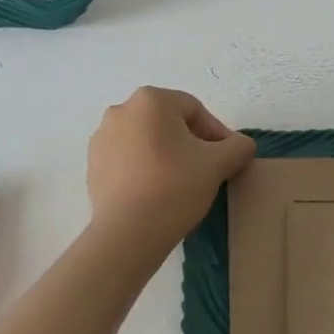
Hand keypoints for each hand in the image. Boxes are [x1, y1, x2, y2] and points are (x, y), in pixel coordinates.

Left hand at [87, 87, 255, 250]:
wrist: (127, 233)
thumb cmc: (175, 187)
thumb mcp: (218, 164)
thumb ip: (237, 146)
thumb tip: (241, 145)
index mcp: (151, 100)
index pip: (195, 110)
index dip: (217, 134)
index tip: (227, 159)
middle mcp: (121, 110)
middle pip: (168, 122)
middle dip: (190, 143)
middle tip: (206, 170)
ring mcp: (102, 137)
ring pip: (147, 140)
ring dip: (166, 154)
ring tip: (181, 183)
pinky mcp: (92, 163)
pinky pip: (127, 158)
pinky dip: (144, 168)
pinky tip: (155, 192)